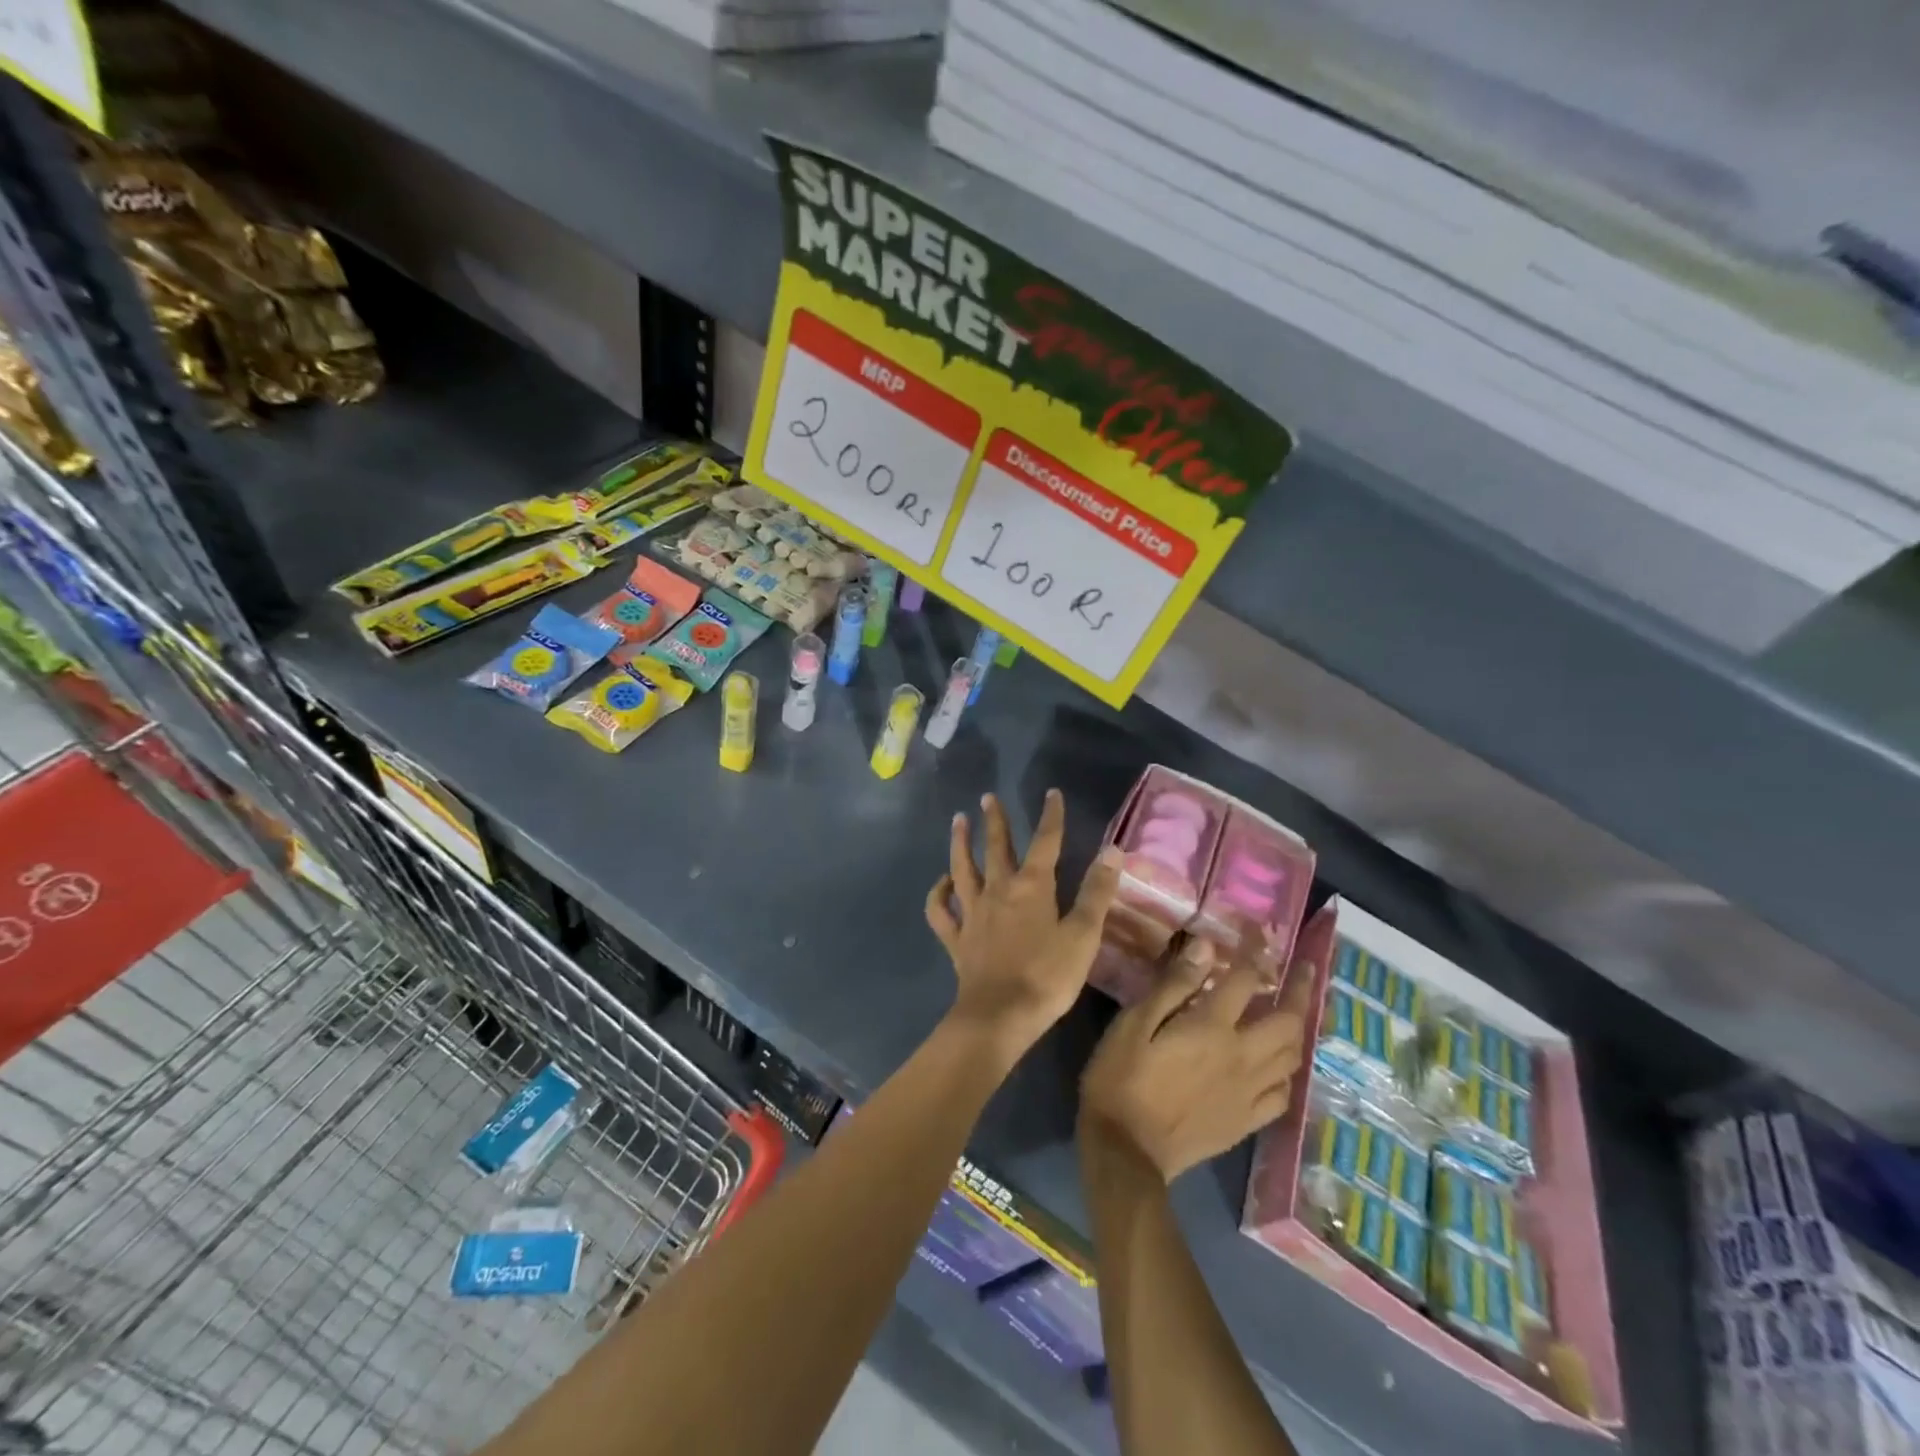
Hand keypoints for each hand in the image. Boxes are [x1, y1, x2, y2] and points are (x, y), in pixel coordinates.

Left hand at [926, 790, 1121, 1061]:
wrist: (999, 1016)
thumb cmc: (1047, 976)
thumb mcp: (1083, 935)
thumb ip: (1097, 892)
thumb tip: (1113, 850)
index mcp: (1032, 887)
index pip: (1045, 842)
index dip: (1051, 817)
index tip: (1052, 794)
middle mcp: (998, 890)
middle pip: (996, 848)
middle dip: (994, 820)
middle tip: (987, 797)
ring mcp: (972, 913)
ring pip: (962, 869)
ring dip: (960, 843)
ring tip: (958, 821)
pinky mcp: (956, 938)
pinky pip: (941, 910)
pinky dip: (938, 893)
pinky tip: (941, 883)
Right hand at [1079, 939, 1314, 1182]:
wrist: (1126, 1150)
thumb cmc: (1121, 1077)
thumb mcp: (1135, 1023)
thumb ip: (1173, 985)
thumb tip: (1207, 948)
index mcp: (1212, 1028)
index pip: (1246, 978)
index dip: (1255, 949)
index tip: (1257, 930)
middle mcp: (1241, 1056)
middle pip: (1288, 1020)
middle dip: (1300, 989)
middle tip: (1303, 970)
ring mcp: (1249, 1093)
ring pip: (1293, 1056)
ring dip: (1298, 1027)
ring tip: (1294, 1012)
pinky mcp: (1246, 1121)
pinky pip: (1283, 1093)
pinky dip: (1287, 1072)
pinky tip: (1277, 1065)